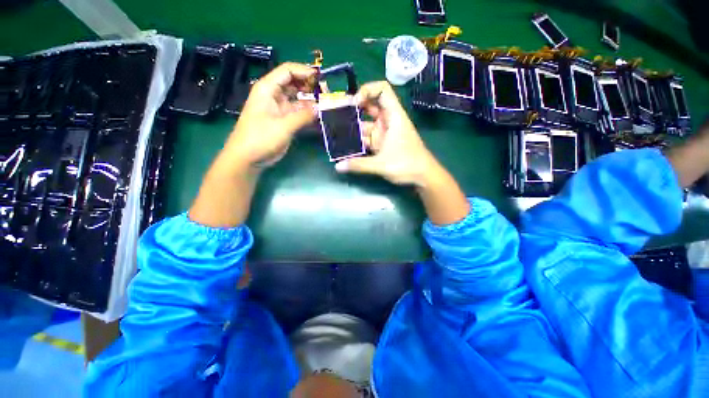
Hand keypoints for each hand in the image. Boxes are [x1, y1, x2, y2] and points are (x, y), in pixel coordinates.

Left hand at [221, 62, 317, 169]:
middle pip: (294, 83)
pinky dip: (309, 114)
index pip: (288, 71)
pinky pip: (299, 113)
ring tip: (327, 105)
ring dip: (311, 101)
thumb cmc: (260, 138)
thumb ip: (303, 116)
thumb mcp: (283, 126)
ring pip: (298, 99)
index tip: (322, 79)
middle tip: (327, 94)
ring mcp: (280, 109)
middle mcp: (274, 95)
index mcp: (268, 88)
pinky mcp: (285, 121)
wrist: (248, 158)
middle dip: (310, 86)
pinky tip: (320, 116)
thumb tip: (320, 107)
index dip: (305, 72)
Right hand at [334, 81, 439, 186]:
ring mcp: (384, 133)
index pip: (382, 90)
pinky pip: (366, 139)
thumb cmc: (407, 164)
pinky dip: (357, 141)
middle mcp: (387, 121)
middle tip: (336, 113)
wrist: (423, 176)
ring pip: (366, 124)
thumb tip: (338, 167)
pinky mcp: (381, 145)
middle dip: (354, 108)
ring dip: (352, 127)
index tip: (354, 103)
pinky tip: (345, 145)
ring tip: (335, 130)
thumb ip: (359, 165)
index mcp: (393, 116)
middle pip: (370, 106)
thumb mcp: (382, 164)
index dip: (367, 90)